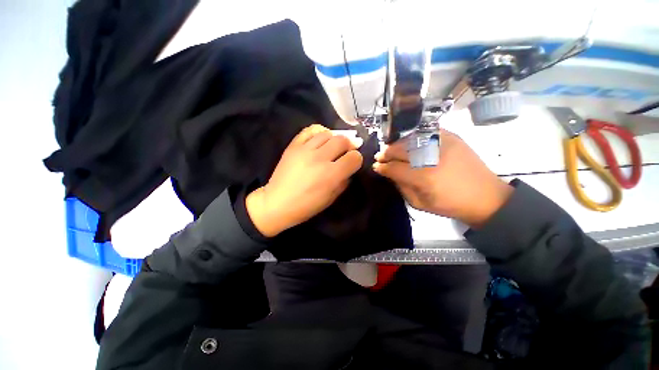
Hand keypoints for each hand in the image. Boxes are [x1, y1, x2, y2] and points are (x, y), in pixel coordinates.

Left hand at [246, 125, 362, 236]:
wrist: (278, 203)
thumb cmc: (307, 205)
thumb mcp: (332, 198)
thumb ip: (344, 181)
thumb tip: (349, 168)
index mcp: (332, 175)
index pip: (354, 157)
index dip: (356, 159)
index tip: (352, 163)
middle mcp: (320, 158)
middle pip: (342, 140)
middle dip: (348, 146)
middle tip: (344, 153)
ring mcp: (305, 150)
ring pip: (328, 133)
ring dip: (334, 139)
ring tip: (331, 147)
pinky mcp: (293, 146)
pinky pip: (309, 130)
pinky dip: (318, 132)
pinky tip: (320, 139)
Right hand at [373, 130, 512, 227]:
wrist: (486, 196)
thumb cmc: (450, 204)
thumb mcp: (419, 203)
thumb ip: (401, 186)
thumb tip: (389, 173)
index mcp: (423, 177)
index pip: (394, 168)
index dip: (382, 167)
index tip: (376, 166)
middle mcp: (431, 157)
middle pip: (400, 149)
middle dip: (386, 153)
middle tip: (380, 156)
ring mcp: (443, 143)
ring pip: (410, 139)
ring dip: (397, 144)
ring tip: (392, 150)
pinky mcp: (452, 137)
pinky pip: (426, 132)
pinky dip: (414, 136)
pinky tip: (409, 142)